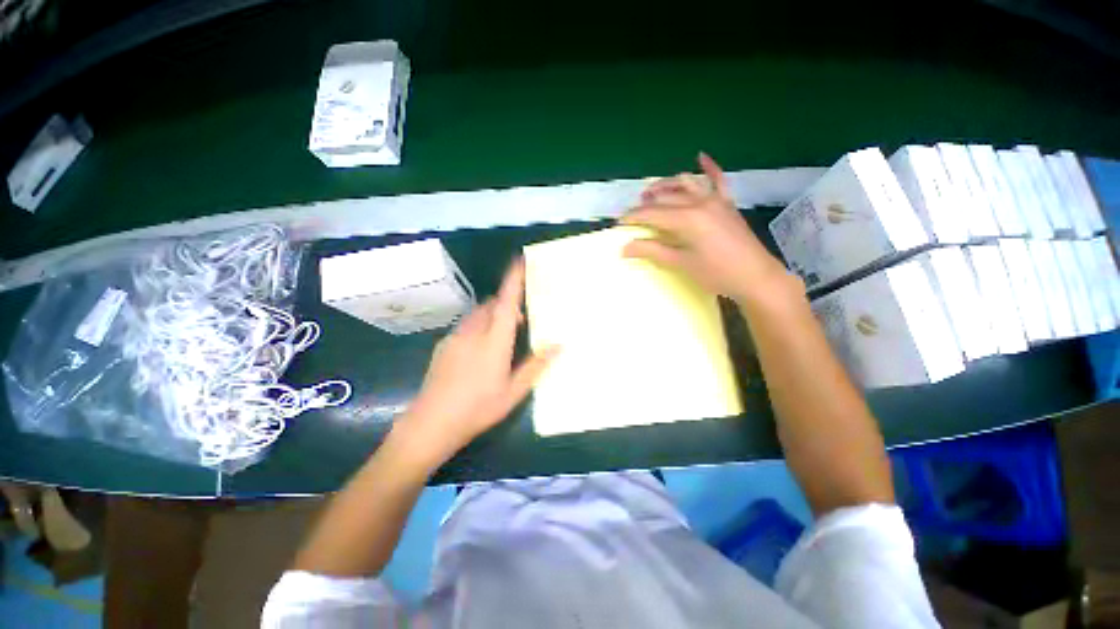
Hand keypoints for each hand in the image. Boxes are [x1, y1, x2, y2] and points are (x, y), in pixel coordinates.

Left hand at [396, 261, 557, 467]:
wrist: (431, 423)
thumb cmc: (478, 408)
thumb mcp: (513, 391)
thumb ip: (536, 365)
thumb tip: (558, 345)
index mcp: (494, 341)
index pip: (506, 303)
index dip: (513, 280)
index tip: (520, 261)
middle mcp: (474, 332)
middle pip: (491, 305)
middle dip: (506, 304)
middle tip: (519, 321)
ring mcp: (455, 337)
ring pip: (477, 314)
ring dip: (492, 316)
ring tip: (501, 337)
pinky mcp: (444, 345)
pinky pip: (466, 326)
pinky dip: (478, 327)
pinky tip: (479, 352)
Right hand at [621, 153, 796, 304]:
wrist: (755, 277)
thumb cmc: (716, 273)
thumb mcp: (681, 263)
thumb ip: (652, 251)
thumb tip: (625, 248)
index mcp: (687, 219)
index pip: (652, 214)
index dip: (633, 217)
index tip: (619, 222)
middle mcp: (699, 203)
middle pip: (665, 198)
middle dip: (645, 204)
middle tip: (632, 213)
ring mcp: (715, 200)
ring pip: (686, 184)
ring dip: (666, 185)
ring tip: (651, 191)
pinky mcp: (727, 204)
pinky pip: (718, 180)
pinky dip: (709, 168)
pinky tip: (701, 156)